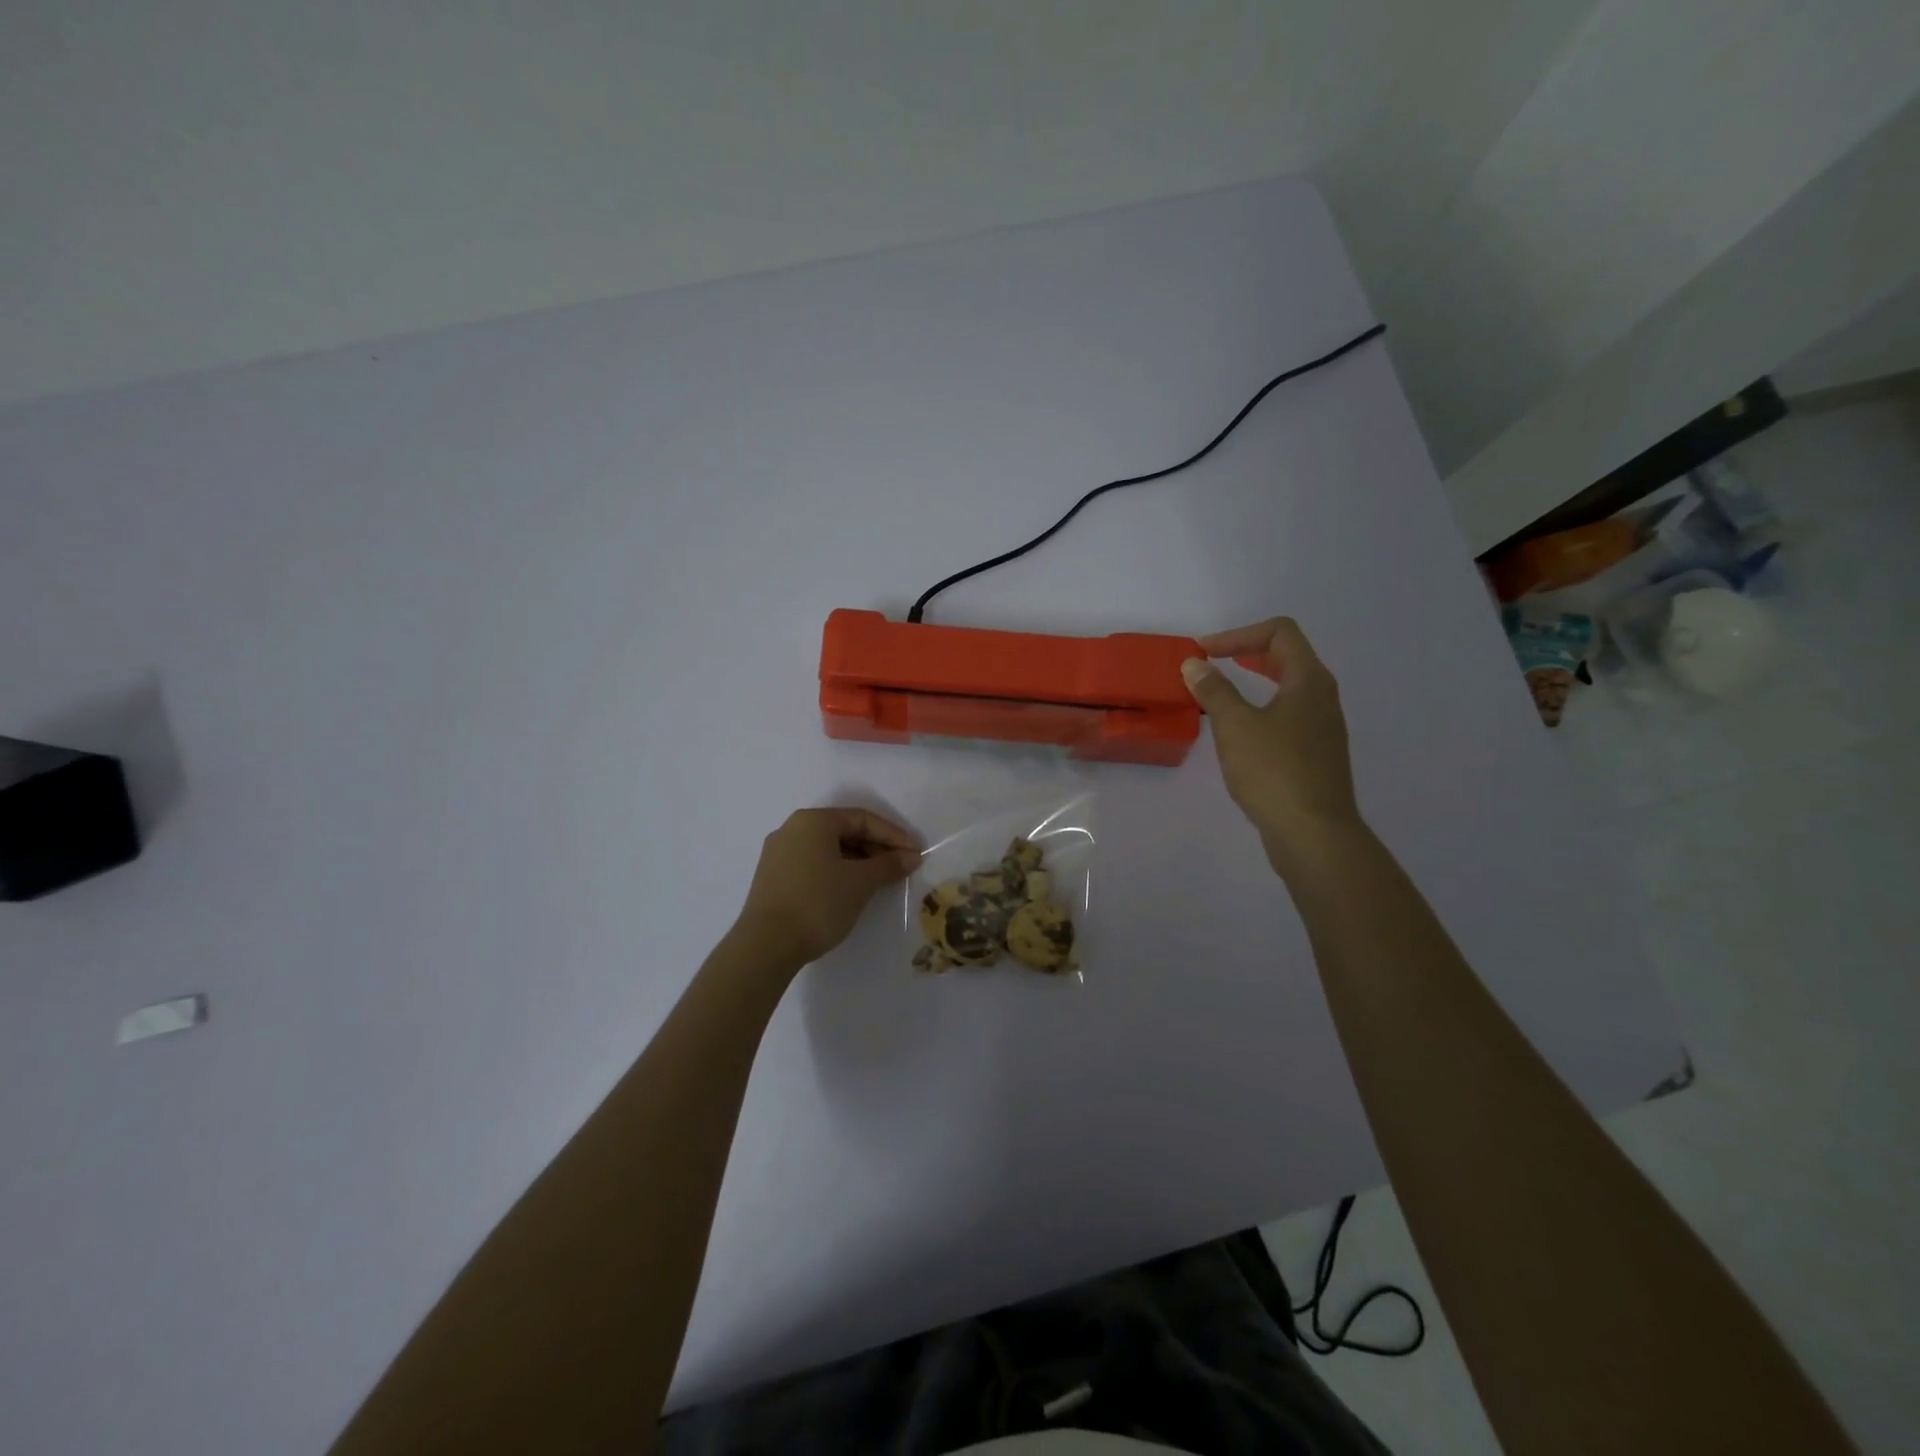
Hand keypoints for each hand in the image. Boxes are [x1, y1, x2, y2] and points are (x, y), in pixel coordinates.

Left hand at [733, 807, 921, 967]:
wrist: (765, 945)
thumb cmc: (818, 903)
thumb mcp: (860, 883)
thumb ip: (888, 865)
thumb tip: (911, 856)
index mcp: (813, 821)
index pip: (862, 819)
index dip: (893, 835)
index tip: (915, 853)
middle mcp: (792, 829)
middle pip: (844, 831)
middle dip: (876, 848)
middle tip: (900, 867)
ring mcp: (778, 853)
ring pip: (828, 849)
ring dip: (857, 861)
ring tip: (879, 881)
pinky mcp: (772, 877)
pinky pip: (813, 863)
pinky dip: (836, 871)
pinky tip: (851, 890)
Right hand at [1180, 618, 1363, 874]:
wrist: (1313, 833)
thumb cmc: (1273, 771)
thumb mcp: (1235, 725)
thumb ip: (1214, 690)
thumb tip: (1195, 664)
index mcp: (1308, 680)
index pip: (1280, 632)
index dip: (1239, 634)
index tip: (1204, 653)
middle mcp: (1322, 697)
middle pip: (1287, 657)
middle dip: (1246, 654)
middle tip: (1211, 664)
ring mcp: (1323, 728)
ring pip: (1288, 688)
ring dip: (1254, 683)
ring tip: (1220, 696)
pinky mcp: (1316, 754)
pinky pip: (1288, 716)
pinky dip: (1261, 709)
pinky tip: (1239, 733)